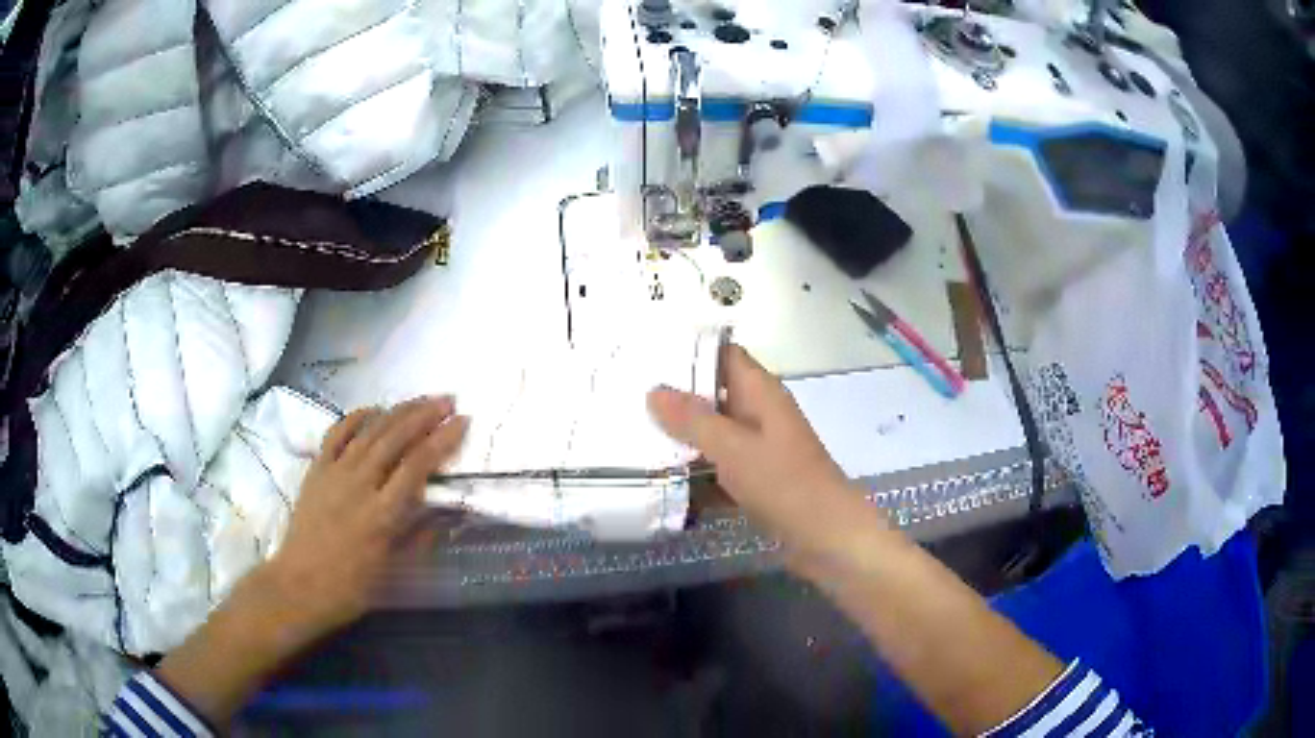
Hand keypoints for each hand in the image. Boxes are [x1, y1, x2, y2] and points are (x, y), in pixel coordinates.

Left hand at [265, 396, 468, 645]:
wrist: (300, 585)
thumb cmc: (351, 586)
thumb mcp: (393, 570)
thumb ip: (419, 536)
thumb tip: (446, 513)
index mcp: (382, 514)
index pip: (418, 465)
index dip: (442, 440)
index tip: (463, 422)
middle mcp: (360, 485)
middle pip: (395, 439)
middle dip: (425, 415)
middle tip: (448, 401)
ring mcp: (335, 473)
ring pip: (370, 431)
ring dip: (398, 411)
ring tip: (421, 400)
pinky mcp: (317, 470)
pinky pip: (337, 434)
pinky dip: (356, 417)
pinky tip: (374, 409)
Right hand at [647, 344, 875, 559]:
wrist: (827, 538)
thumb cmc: (785, 484)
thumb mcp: (734, 448)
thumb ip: (693, 420)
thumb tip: (654, 391)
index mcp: (761, 393)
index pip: (724, 355)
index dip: (689, 352)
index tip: (647, 356)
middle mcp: (760, 415)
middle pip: (714, 395)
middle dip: (675, 400)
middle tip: (627, 400)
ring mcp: (759, 450)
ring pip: (714, 435)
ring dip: (682, 440)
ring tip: (632, 437)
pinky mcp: (756, 481)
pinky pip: (719, 469)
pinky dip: (696, 474)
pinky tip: (660, 482)